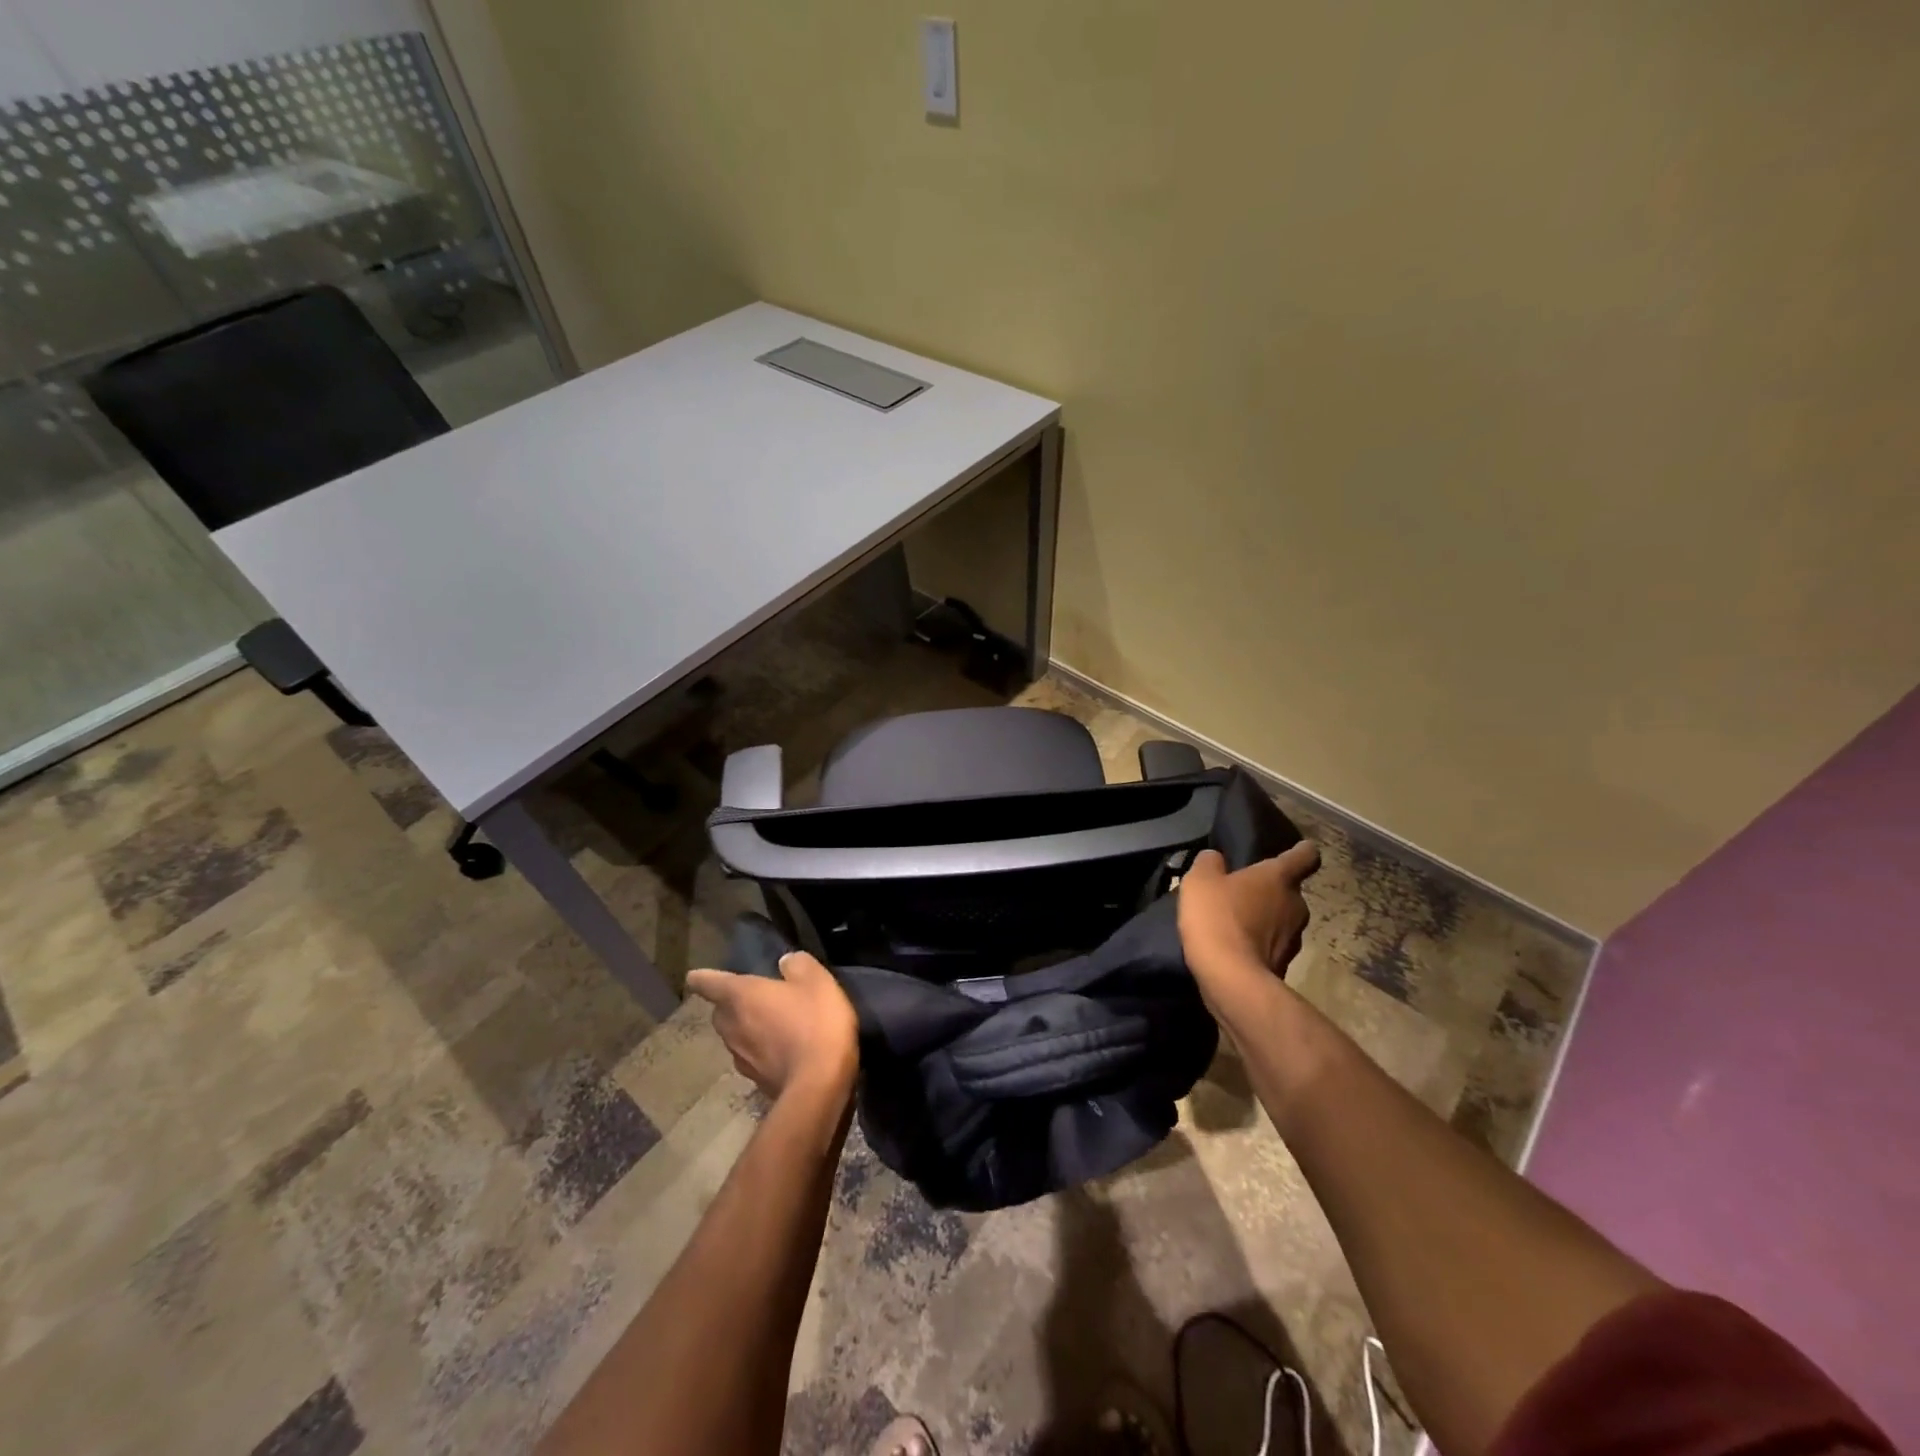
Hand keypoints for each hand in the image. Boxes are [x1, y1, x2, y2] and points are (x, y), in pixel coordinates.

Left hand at [685, 951, 859, 1099]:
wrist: (820, 1084)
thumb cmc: (815, 1022)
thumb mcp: (815, 980)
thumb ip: (797, 965)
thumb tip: (785, 963)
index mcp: (740, 996)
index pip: (707, 983)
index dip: (702, 978)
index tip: (695, 977)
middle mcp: (731, 1026)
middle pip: (720, 1012)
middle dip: (731, 1004)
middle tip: (754, 997)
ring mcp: (740, 1057)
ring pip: (734, 1036)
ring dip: (747, 1028)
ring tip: (772, 1023)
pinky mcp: (755, 1080)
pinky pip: (751, 1057)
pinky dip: (761, 1051)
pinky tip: (783, 1049)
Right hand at [1177, 841, 1320, 1006]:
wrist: (1230, 978)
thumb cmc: (1217, 917)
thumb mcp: (1200, 880)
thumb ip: (1209, 863)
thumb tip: (1215, 858)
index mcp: (1279, 878)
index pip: (1305, 856)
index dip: (1302, 851)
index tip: (1298, 850)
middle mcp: (1296, 905)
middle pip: (1290, 891)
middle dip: (1271, 892)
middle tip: (1243, 893)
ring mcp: (1294, 938)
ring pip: (1282, 920)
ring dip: (1265, 920)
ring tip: (1236, 923)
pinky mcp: (1284, 965)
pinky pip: (1272, 946)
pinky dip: (1258, 945)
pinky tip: (1235, 947)